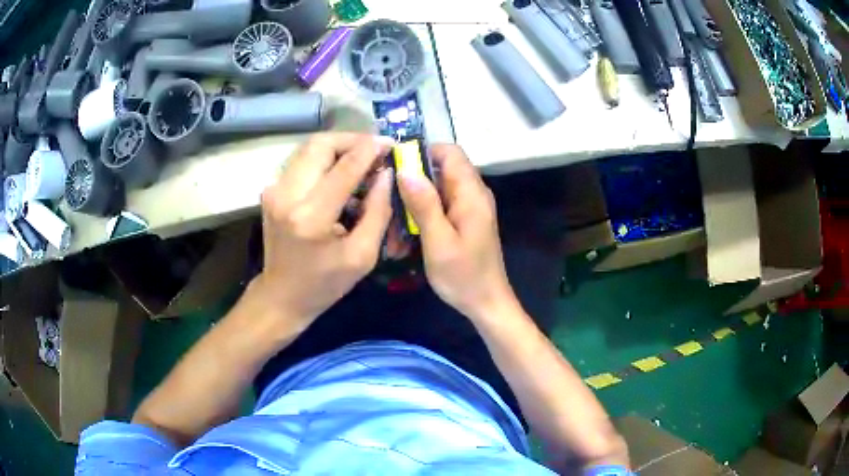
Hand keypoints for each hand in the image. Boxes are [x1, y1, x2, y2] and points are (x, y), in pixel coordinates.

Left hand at [254, 133, 393, 330]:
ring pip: (309, 147)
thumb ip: (378, 211)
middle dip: (352, 140)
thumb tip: (387, 174)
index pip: (344, 167)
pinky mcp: (271, 189)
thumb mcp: (362, 256)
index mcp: (311, 217)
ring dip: (338, 147)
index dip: (370, 150)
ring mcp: (274, 190)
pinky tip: (340, 172)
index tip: (391, 143)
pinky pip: (302, 160)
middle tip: (375, 149)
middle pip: (320, 144)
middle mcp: (287, 195)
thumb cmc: (324, 283)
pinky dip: (324, 158)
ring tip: (361, 159)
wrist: (281, 295)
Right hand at [398, 144, 516, 320]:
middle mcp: (472, 194)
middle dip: (411, 185)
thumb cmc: (464, 276)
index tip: (395, 167)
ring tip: (393, 232)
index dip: (422, 152)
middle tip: (387, 206)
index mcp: (471, 193)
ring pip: (434, 191)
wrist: (486, 303)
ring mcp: (467, 208)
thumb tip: (405, 169)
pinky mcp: (462, 221)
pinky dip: (420, 218)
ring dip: (412, 206)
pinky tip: (405, 239)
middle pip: (438, 171)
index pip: (450, 153)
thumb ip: (424, 204)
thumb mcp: (439, 242)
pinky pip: (438, 208)